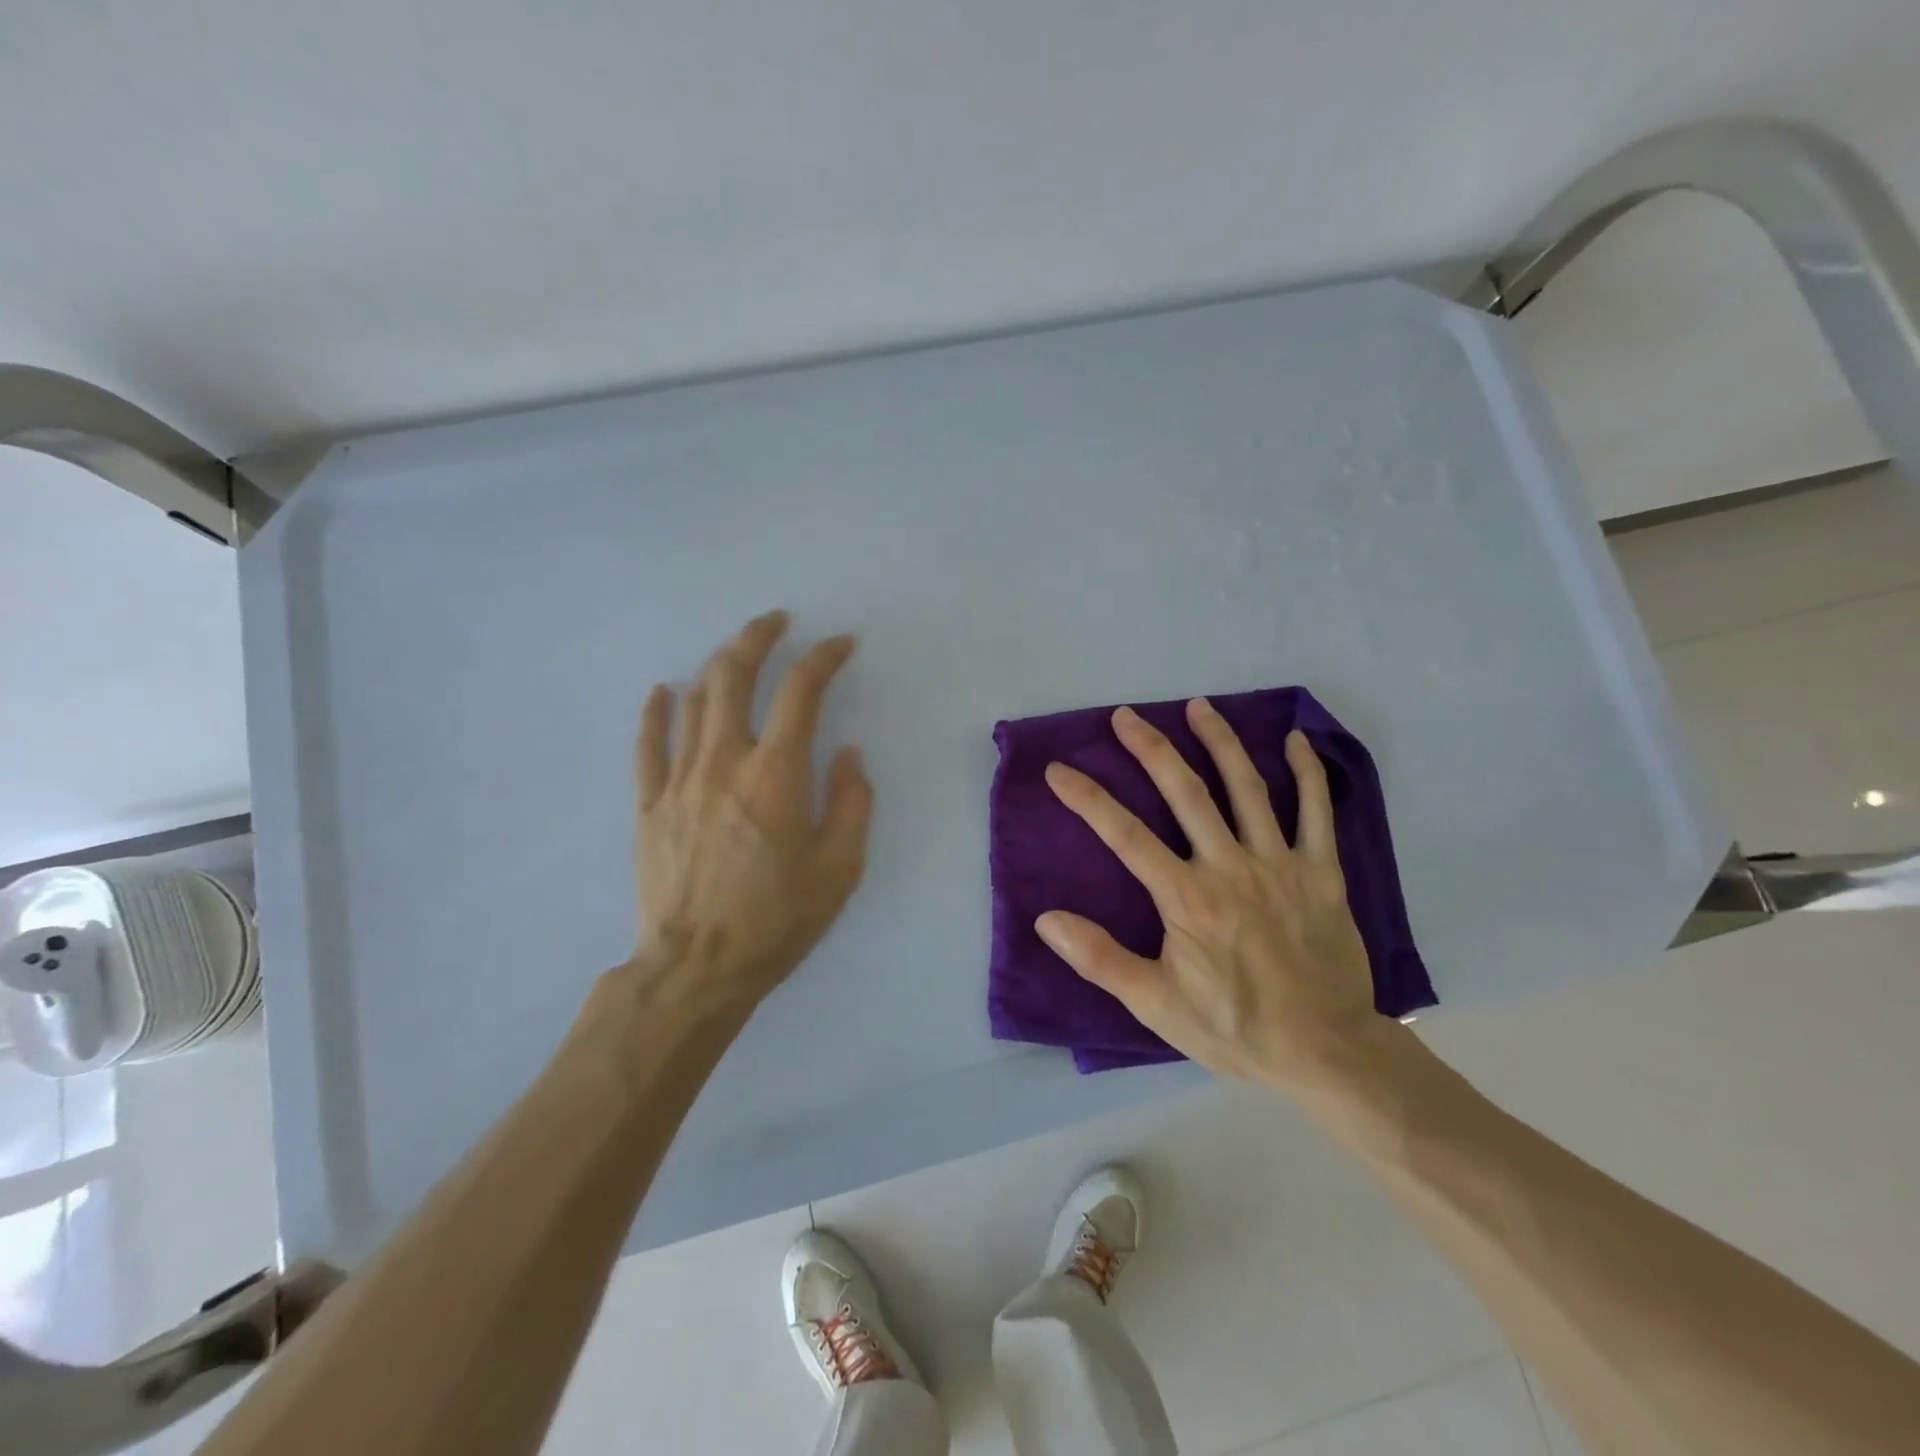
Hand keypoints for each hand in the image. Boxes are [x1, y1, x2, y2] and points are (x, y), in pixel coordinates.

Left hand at [628, 611, 871, 1013]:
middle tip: (777, 622)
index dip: (824, 658)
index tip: (841, 644)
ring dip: (717, 665)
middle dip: (757, 637)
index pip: (801, 692)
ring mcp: (678, 780)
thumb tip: (847, 753)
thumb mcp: (840, 869)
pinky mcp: (648, 804)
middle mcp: (724, 762)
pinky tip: (663, 691)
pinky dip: (656, 711)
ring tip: (736, 652)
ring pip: (693, 701)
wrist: (696, 968)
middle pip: (734, 675)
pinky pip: (647, 744)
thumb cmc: (777, 920)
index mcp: (776, 775)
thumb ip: (851, 803)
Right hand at [1036, 700, 1391, 1092]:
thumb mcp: (1156, 1004)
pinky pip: (1318, 812)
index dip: (1088, 798)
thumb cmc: (1234, 1028)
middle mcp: (1231, 867)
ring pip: (1247, 788)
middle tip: (1126, 716)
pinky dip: (1308, 773)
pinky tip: (1295, 740)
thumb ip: (1100, 959)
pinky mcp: (1322, 872)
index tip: (1059, 770)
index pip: (1126, 835)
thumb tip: (1046, 919)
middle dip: (1151, 750)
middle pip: (1186, 794)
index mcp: (1187, 898)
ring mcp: (1281, 864)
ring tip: (1198, 707)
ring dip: (1220, 743)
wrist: (1327, 1053)